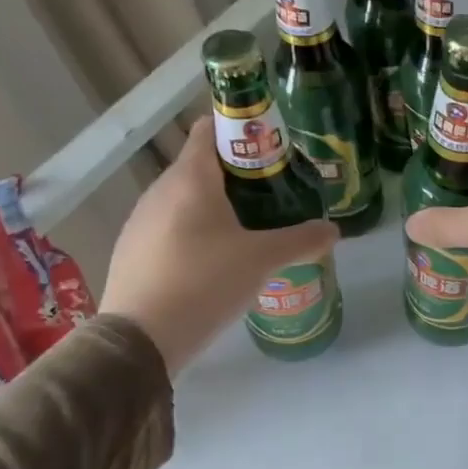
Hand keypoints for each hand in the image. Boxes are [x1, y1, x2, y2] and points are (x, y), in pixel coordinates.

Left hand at [100, 118, 337, 371]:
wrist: (139, 339)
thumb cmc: (204, 282)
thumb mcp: (262, 260)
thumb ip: (301, 240)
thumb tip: (333, 230)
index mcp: (190, 178)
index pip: (210, 129)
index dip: (242, 130)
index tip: (273, 148)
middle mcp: (160, 190)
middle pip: (202, 166)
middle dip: (240, 175)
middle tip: (276, 194)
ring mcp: (142, 221)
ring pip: (186, 199)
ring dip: (218, 206)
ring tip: (252, 229)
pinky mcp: (134, 250)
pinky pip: (172, 227)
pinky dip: (197, 231)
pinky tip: (218, 261)